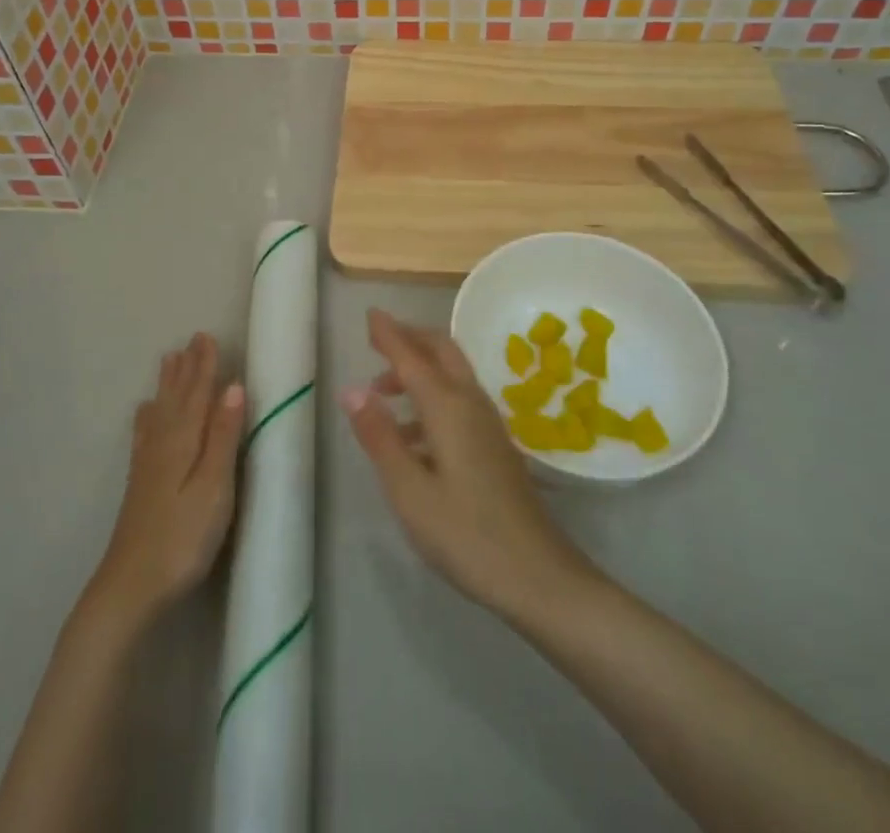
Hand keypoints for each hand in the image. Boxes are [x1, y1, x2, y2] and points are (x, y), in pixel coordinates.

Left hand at [87, 333, 245, 631]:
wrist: (131, 587)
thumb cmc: (182, 538)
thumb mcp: (214, 487)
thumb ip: (223, 436)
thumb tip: (234, 385)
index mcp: (184, 441)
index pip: (198, 394)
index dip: (205, 366)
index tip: (207, 336)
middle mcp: (163, 444)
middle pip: (177, 398)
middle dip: (186, 368)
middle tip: (191, 339)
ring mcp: (148, 464)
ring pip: (161, 411)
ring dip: (168, 385)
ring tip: (169, 360)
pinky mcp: (140, 484)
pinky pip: (145, 434)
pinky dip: (148, 416)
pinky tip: (145, 413)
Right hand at [344, 310, 598, 619]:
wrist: (539, 576)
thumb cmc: (466, 534)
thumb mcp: (409, 490)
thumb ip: (379, 436)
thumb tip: (351, 388)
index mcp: (448, 406)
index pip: (411, 356)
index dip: (388, 333)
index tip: (369, 313)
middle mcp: (470, 402)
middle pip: (440, 350)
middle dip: (409, 338)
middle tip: (377, 340)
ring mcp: (488, 423)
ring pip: (451, 374)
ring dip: (418, 368)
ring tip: (382, 391)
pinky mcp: (495, 444)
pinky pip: (458, 399)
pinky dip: (431, 396)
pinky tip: (411, 434)